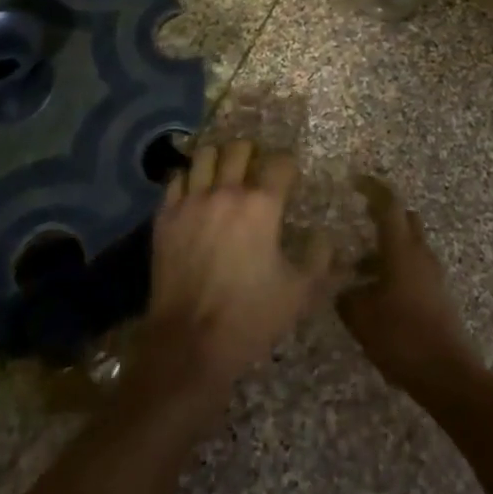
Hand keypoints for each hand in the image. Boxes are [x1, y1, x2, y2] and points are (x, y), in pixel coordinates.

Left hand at [135, 140, 335, 408]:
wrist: (188, 344)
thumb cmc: (250, 317)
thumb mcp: (300, 294)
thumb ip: (320, 260)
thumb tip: (326, 236)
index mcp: (262, 205)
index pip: (280, 163)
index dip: (288, 165)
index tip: (290, 175)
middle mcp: (226, 192)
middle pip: (239, 149)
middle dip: (252, 154)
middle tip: (256, 170)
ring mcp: (191, 201)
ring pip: (205, 155)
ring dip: (219, 159)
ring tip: (224, 173)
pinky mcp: (166, 216)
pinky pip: (177, 178)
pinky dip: (189, 179)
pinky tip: (195, 192)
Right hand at [336, 175, 484, 398]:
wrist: (448, 376)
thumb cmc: (401, 338)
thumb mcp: (360, 317)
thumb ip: (345, 294)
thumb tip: (340, 284)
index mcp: (401, 249)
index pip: (389, 204)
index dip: (372, 188)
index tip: (354, 181)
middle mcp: (419, 253)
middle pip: (404, 218)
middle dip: (382, 212)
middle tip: (356, 215)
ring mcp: (431, 273)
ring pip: (408, 244)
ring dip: (386, 245)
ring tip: (355, 264)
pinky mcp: (436, 294)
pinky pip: (413, 266)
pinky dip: (393, 266)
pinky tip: (374, 291)